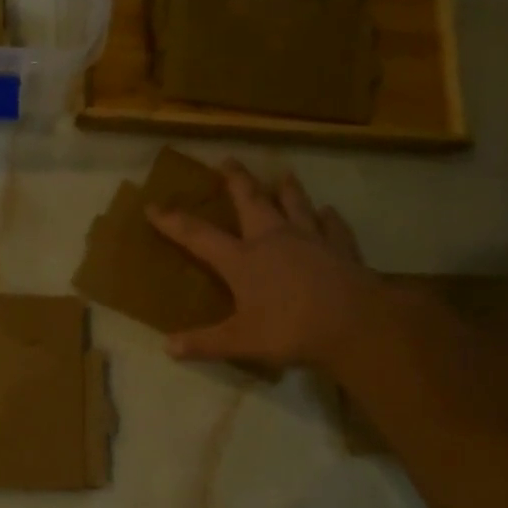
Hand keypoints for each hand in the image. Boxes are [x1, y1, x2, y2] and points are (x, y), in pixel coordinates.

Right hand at [147, 159, 375, 369]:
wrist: (354, 323)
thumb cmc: (291, 330)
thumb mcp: (240, 342)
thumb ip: (203, 343)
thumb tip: (167, 347)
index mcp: (242, 260)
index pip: (198, 236)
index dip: (173, 222)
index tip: (153, 207)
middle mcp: (273, 239)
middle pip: (251, 201)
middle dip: (236, 181)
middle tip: (227, 161)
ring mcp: (310, 238)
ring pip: (295, 204)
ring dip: (287, 189)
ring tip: (282, 175)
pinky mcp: (341, 247)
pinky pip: (333, 226)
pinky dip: (328, 218)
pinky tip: (328, 212)